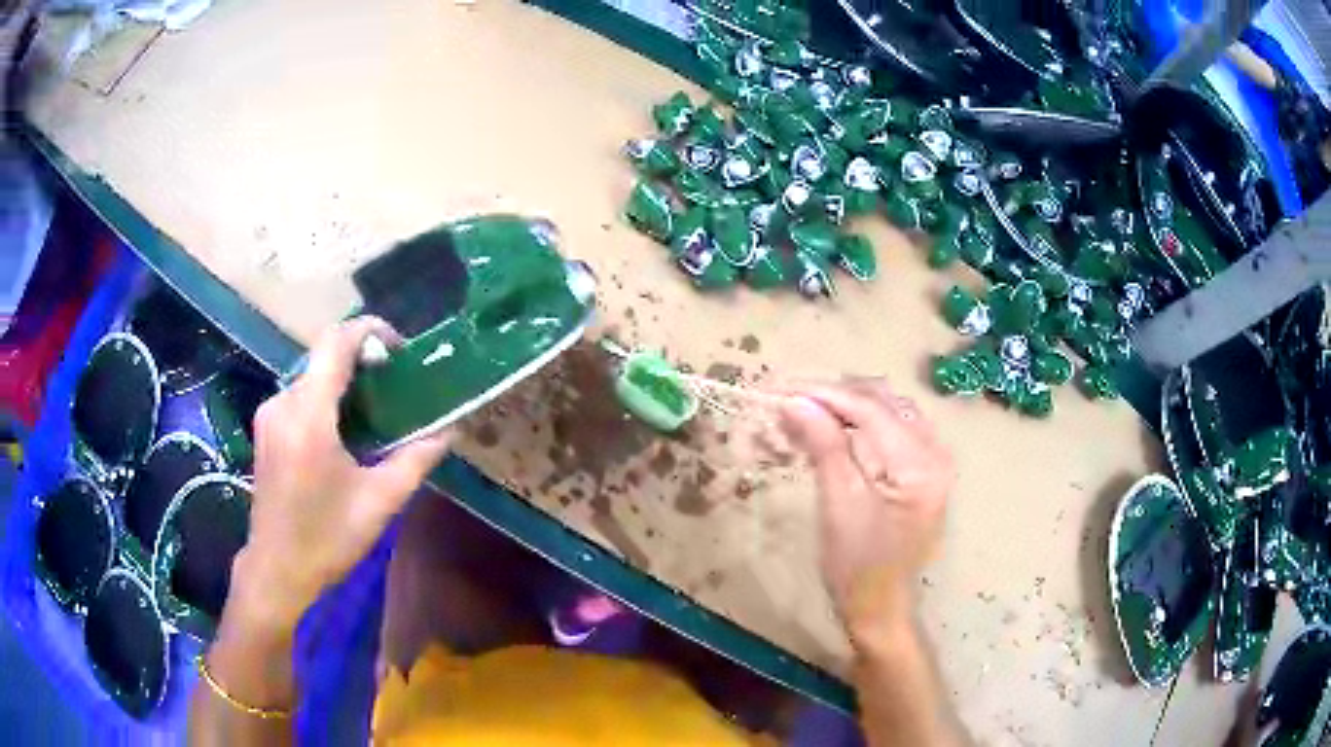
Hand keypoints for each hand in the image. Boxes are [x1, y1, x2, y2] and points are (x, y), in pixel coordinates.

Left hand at [230, 317, 452, 632]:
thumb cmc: (327, 539)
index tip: (399, 349)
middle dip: (362, 358)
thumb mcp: (379, 502)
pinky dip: (326, 396)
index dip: (370, 331)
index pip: (336, 343)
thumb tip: (449, 431)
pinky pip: (300, 394)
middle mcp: (283, 403)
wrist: (277, 569)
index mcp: (309, 416)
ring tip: (375, 406)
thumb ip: (415, 460)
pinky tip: (345, 428)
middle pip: (324, 355)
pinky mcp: (265, 427)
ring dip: (343, 379)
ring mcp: (270, 414)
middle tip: (395, 383)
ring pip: (312, 374)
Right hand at [779, 380, 953, 643]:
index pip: (870, 409)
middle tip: (787, 400)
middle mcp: (935, 451)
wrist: (879, 607)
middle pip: (882, 401)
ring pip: (886, 409)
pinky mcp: (922, 468)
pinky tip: (829, 427)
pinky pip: (890, 428)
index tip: (779, 389)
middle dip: (833, 395)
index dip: (823, 394)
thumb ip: (824, 446)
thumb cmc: (858, 566)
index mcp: (921, 463)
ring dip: (844, 405)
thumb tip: (795, 400)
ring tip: (803, 411)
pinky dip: (858, 422)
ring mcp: (932, 458)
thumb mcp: (839, 505)